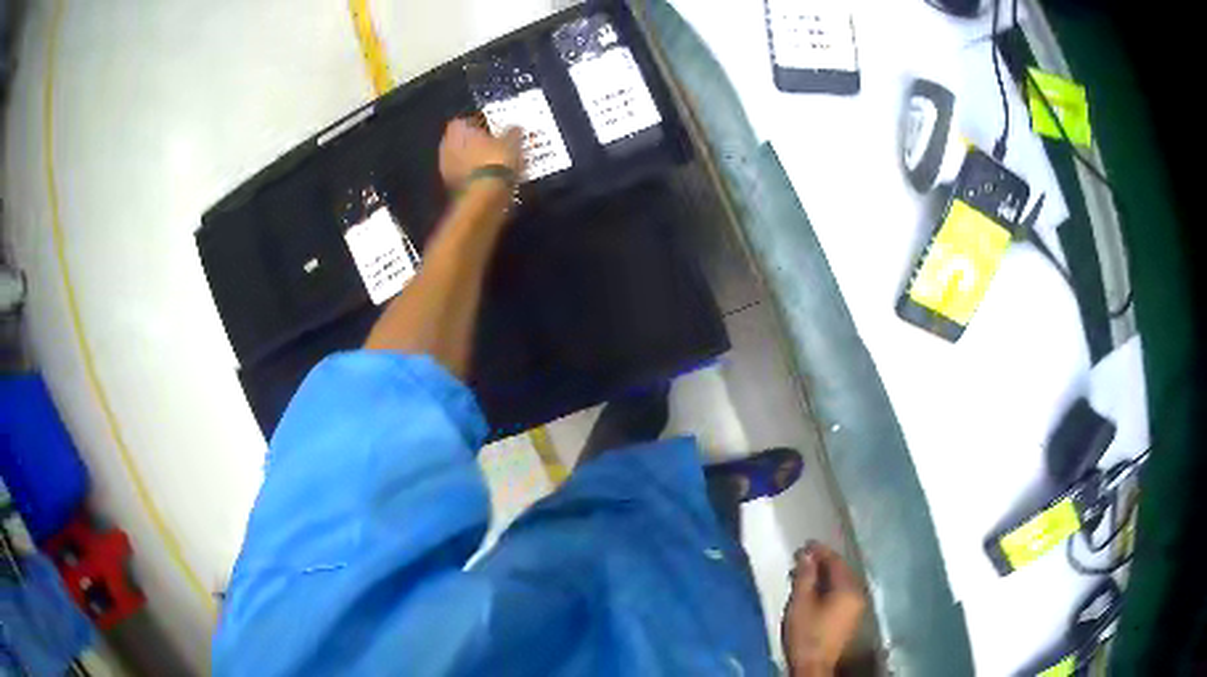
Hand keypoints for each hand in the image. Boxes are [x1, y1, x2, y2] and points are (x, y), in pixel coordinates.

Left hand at [438, 118, 522, 189]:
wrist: (485, 197)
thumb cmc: (496, 161)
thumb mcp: (511, 142)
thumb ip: (512, 132)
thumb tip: (514, 127)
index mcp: (456, 131)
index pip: (462, 121)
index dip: (476, 122)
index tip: (490, 126)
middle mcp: (446, 148)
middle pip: (459, 140)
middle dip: (473, 142)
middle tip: (491, 144)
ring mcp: (446, 169)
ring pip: (460, 159)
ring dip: (472, 159)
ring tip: (492, 162)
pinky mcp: (451, 188)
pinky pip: (464, 175)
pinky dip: (473, 175)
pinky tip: (488, 178)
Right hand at [782, 542, 866, 675]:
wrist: (813, 666)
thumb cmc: (805, 633)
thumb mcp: (800, 602)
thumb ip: (805, 575)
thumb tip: (807, 554)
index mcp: (848, 588)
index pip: (835, 561)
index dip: (820, 551)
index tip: (804, 544)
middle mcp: (858, 593)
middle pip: (841, 570)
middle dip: (823, 562)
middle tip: (802, 558)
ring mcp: (856, 606)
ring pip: (841, 582)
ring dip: (825, 575)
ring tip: (805, 573)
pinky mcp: (850, 616)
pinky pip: (842, 592)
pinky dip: (829, 586)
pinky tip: (814, 590)